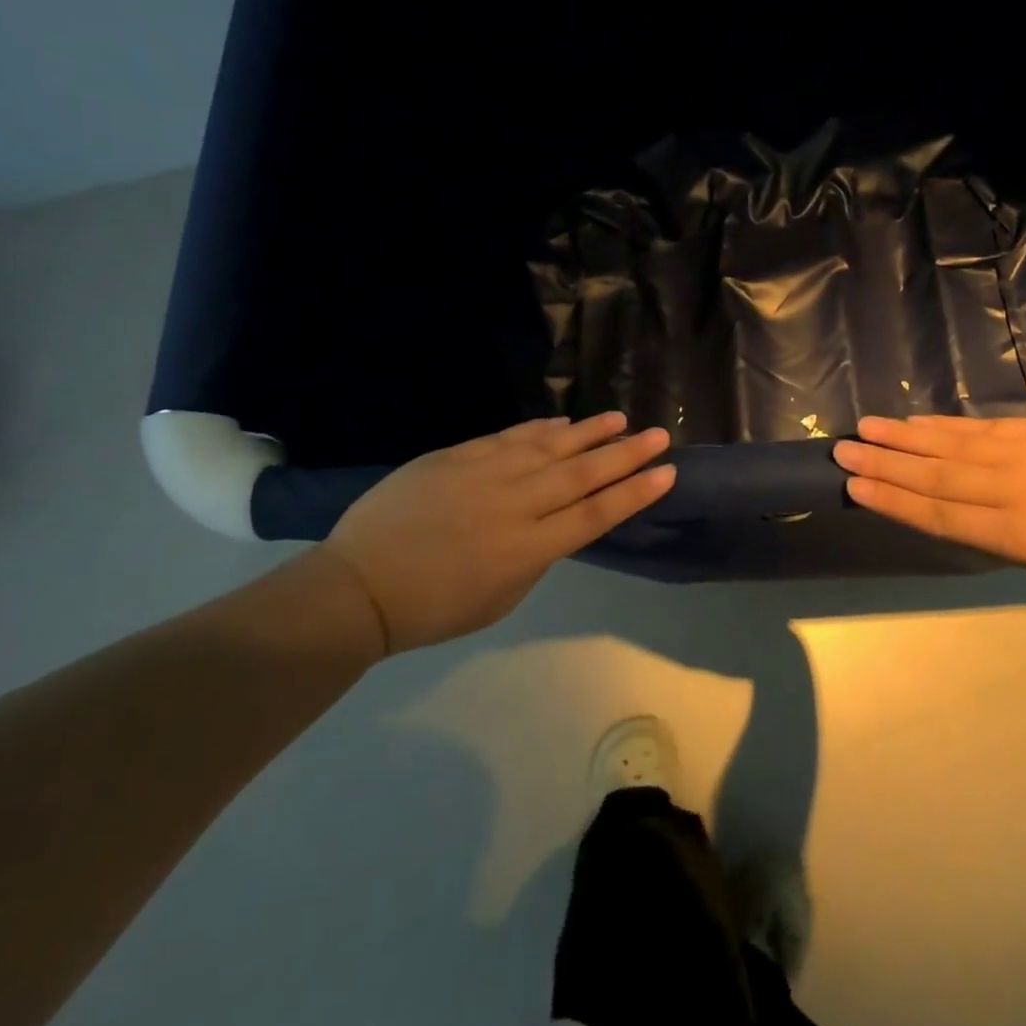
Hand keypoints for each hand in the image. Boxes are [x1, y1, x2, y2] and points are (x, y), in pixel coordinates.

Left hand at [317, 412, 674, 654]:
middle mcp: (516, 505)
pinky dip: (539, 428)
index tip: (666, 473)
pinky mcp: (458, 456)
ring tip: (618, 417)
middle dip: (625, 454)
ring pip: (550, 446)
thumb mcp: (500, 597)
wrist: (359, 584)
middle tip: (658, 434)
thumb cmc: (432, 608)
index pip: (596, 515)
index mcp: (528, 549)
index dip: (633, 493)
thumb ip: (535, 556)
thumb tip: (554, 522)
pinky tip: (562, 422)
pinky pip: (509, 437)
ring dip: (588, 431)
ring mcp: (486, 474)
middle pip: (582, 474)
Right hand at [832, 415, 1025, 587]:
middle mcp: (1009, 491)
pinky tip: (917, 421)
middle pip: (934, 476)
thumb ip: (992, 533)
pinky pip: (981, 427)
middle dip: (884, 464)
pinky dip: (945, 424)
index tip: (855, 487)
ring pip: (951, 446)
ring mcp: (1022, 456)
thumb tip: (944, 507)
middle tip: (843, 451)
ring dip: (905, 437)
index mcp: (1011, 534)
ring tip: (867, 428)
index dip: (893, 500)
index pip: (938, 515)